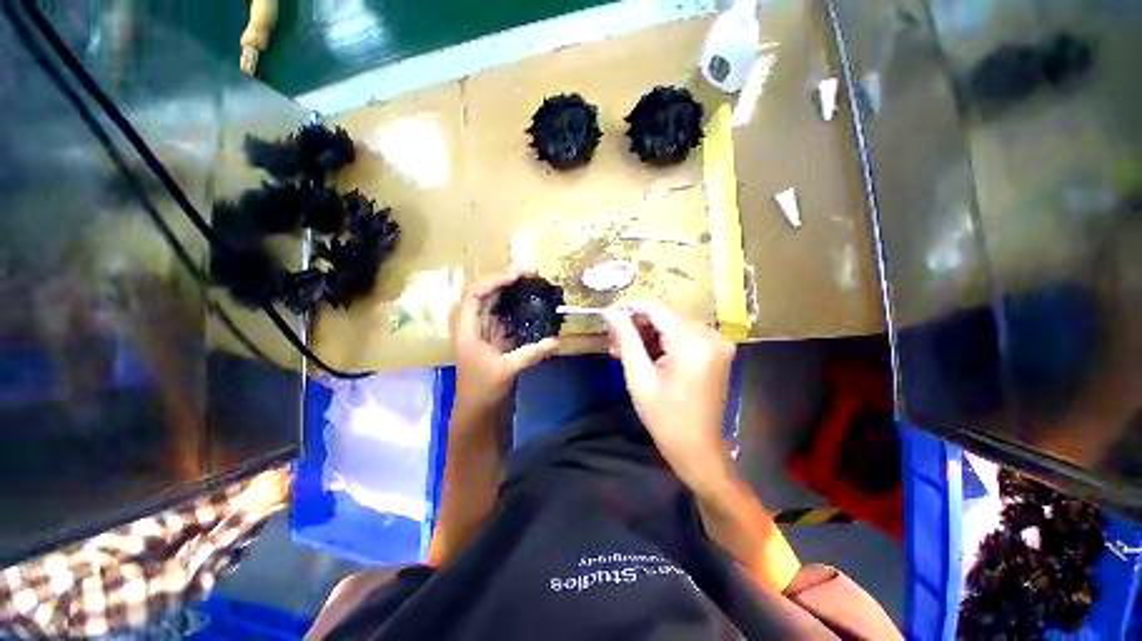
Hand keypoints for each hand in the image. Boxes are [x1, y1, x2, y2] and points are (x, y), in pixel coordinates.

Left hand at [453, 270, 559, 421]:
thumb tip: (557, 341)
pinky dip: (517, 304)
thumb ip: (531, 354)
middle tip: (531, 271)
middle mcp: (474, 323)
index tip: (518, 275)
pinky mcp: (496, 335)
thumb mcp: (506, 370)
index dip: (495, 280)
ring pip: (496, 300)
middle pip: (486, 291)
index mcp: (467, 327)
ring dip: (512, 288)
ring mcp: (485, 328)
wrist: (477, 408)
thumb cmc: (482, 389)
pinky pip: (505, 313)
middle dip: (506, 278)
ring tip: (532, 279)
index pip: (476, 293)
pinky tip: (531, 300)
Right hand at [604, 301, 735, 488]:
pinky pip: (683, 335)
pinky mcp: (716, 351)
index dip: (630, 306)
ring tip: (622, 347)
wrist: (698, 449)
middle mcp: (710, 335)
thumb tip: (611, 313)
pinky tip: (643, 352)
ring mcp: (717, 343)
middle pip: (666, 315)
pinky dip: (662, 340)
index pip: (657, 308)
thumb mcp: (639, 377)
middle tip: (613, 336)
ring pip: (673, 324)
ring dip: (647, 332)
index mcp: (692, 342)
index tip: (608, 312)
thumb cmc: (665, 417)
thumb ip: (626, 339)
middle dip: (637, 322)